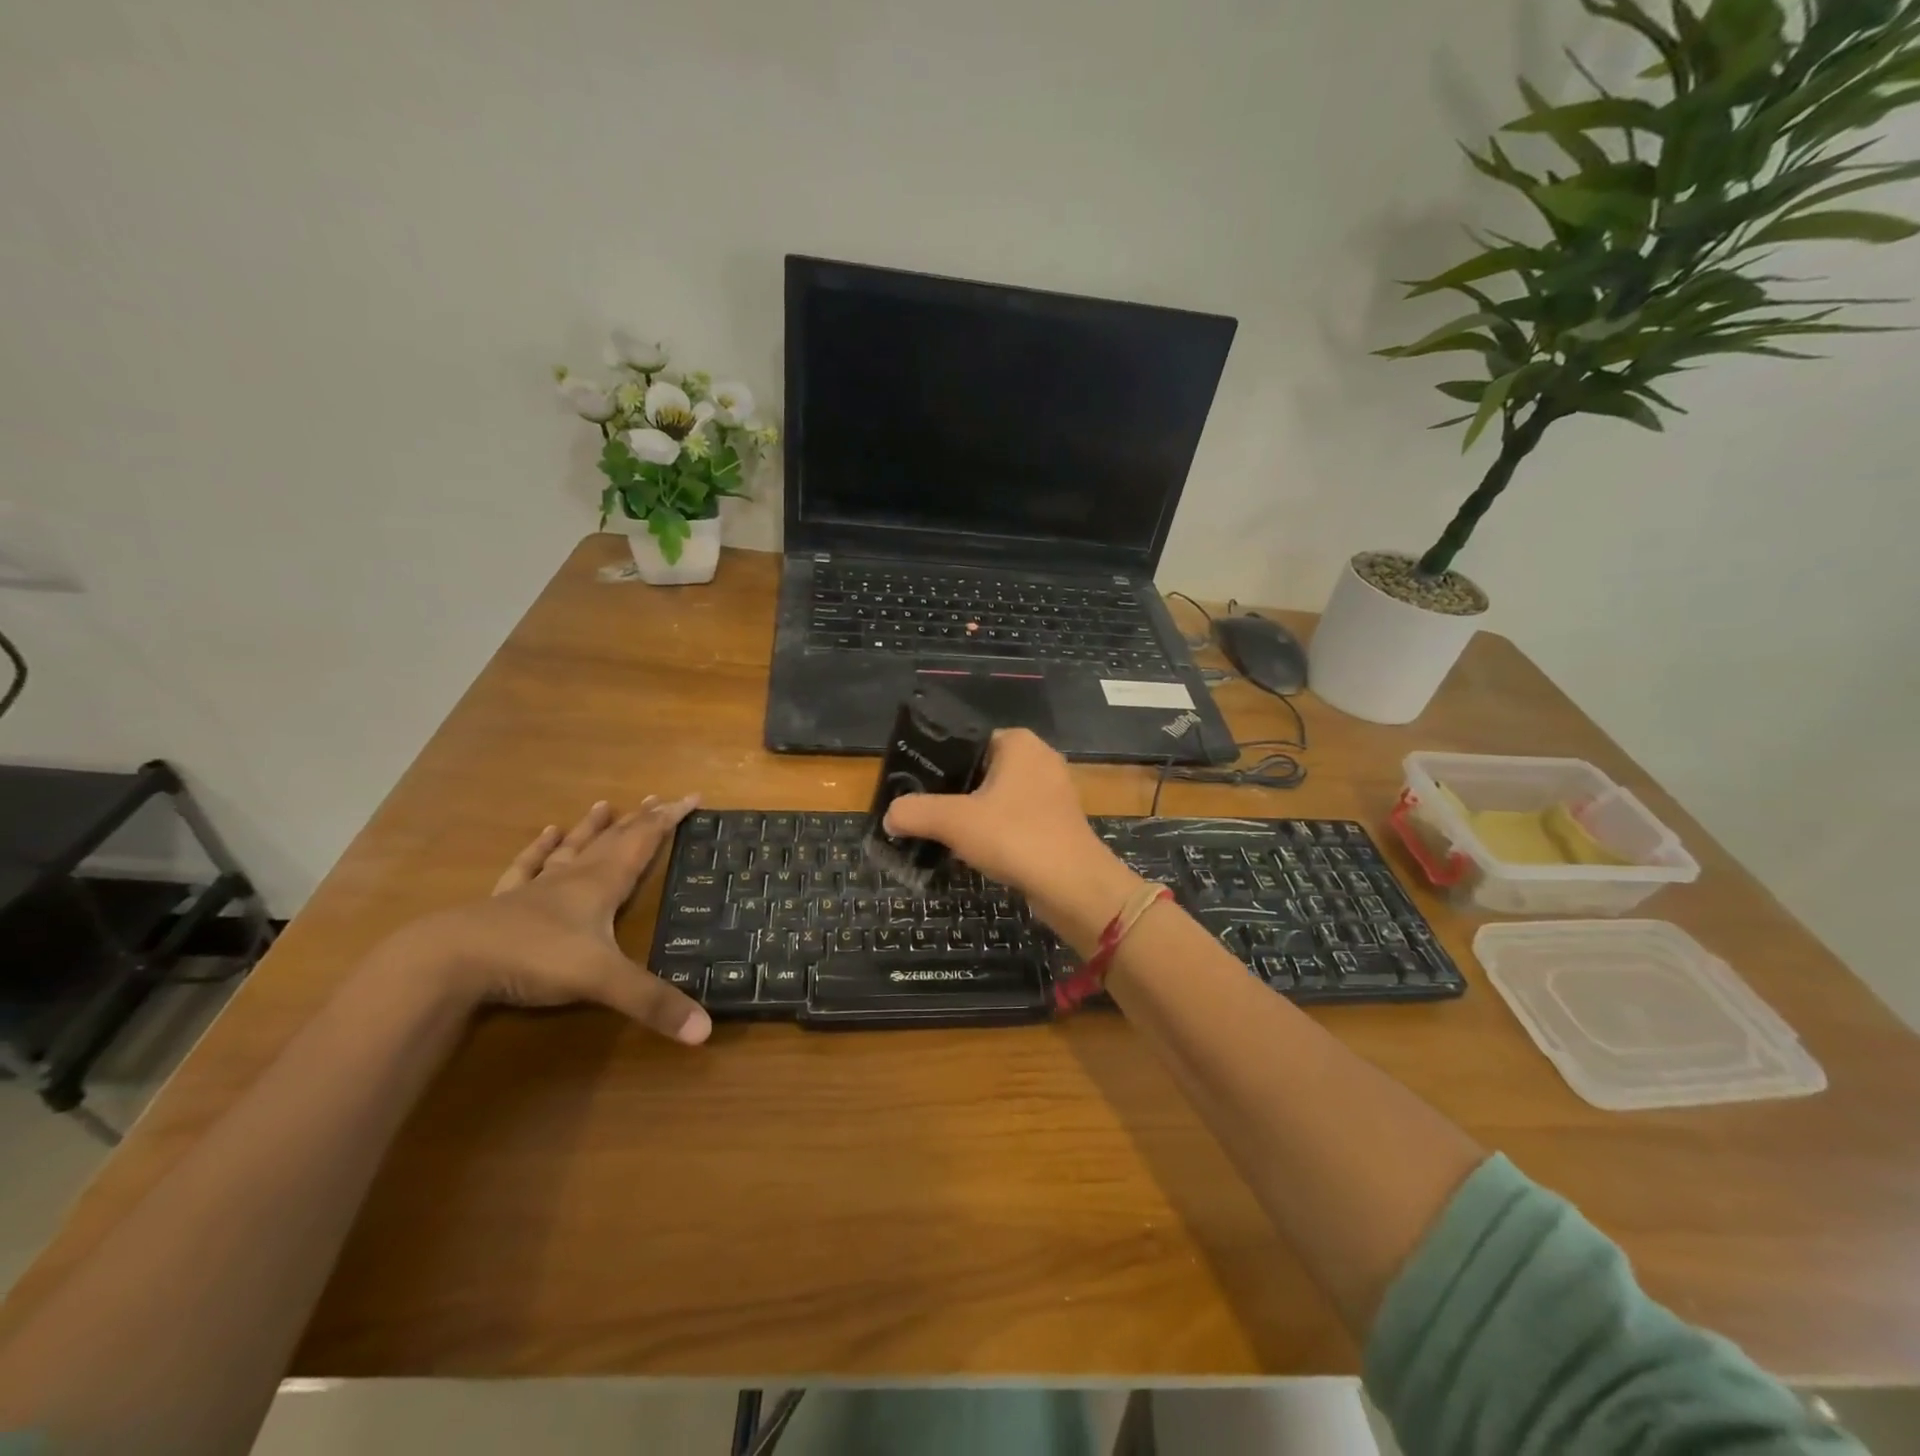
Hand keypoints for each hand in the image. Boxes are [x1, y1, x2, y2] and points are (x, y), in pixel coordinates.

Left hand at [397, 795, 711, 1043]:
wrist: (449, 961)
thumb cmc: (535, 959)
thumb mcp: (602, 981)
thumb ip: (653, 1003)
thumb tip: (706, 1030)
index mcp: (602, 885)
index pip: (644, 842)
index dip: (669, 820)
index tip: (691, 796)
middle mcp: (573, 878)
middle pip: (613, 840)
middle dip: (640, 819)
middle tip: (661, 798)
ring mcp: (536, 888)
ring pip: (573, 848)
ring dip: (592, 827)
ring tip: (604, 805)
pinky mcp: (504, 903)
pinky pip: (527, 867)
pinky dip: (539, 849)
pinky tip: (544, 833)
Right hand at [883, 729, 1143, 954]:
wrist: (1073, 886)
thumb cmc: (1015, 837)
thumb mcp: (954, 821)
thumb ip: (916, 812)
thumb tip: (889, 815)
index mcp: (1019, 743)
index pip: (966, 742)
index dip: (937, 763)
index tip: (913, 787)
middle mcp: (1039, 759)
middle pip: (980, 771)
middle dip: (952, 793)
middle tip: (921, 813)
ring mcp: (1053, 792)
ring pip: (998, 798)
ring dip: (972, 816)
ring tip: (940, 834)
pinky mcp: (1058, 823)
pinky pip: (1015, 819)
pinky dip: (994, 832)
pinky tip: (974, 852)